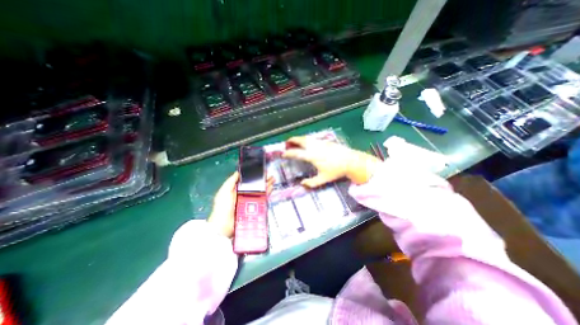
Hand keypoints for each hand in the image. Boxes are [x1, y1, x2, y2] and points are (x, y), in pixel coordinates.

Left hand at [206, 172, 274, 237]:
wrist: (225, 225)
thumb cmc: (223, 206)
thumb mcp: (224, 191)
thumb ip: (231, 181)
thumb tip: (238, 172)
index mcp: (237, 189)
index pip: (247, 181)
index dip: (254, 176)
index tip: (260, 171)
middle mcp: (244, 194)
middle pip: (255, 185)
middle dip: (263, 180)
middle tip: (269, 175)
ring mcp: (250, 201)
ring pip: (260, 191)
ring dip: (266, 185)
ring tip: (272, 179)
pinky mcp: (254, 207)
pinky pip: (262, 199)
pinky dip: (267, 193)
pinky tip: (271, 187)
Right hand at [281, 136, 381, 186]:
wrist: (350, 161)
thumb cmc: (336, 170)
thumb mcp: (323, 179)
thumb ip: (311, 183)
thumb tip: (302, 184)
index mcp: (312, 156)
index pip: (296, 153)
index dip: (288, 153)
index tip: (283, 154)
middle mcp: (314, 147)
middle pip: (300, 140)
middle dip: (292, 140)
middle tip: (287, 143)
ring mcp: (320, 143)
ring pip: (306, 138)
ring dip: (299, 139)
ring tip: (295, 142)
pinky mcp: (325, 141)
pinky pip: (313, 139)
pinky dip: (306, 140)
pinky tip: (307, 144)